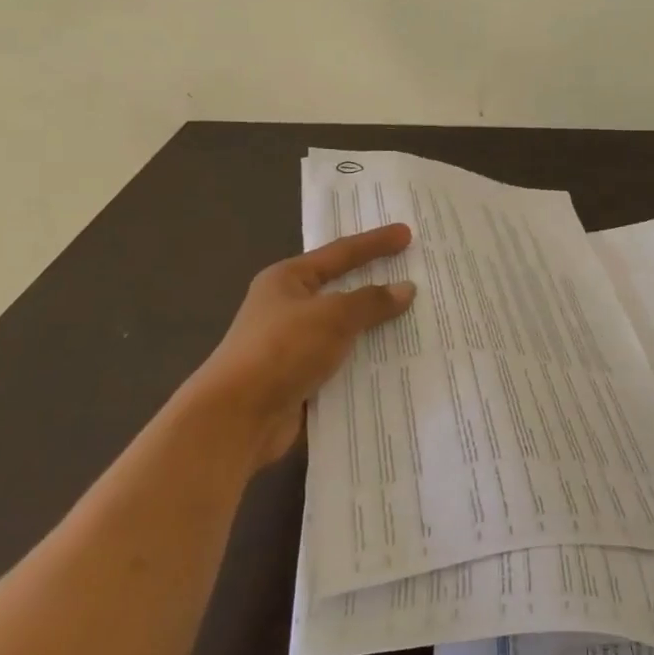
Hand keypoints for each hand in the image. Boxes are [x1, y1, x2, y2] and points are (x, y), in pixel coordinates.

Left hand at [190, 223, 415, 466]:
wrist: (236, 419)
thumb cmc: (282, 350)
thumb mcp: (333, 316)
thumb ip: (371, 302)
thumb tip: (406, 289)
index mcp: (288, 280)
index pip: (341, 253)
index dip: (375, 243)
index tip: (407, 234)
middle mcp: (288, 308)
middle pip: (343, 290)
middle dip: (378, 286)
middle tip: (415, 274)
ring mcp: (293, 346)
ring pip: (345, 330)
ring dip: (376, 329)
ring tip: (417, 321)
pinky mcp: (300, 381)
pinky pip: (342, 364)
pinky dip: (366, 363)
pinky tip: (397, 363)